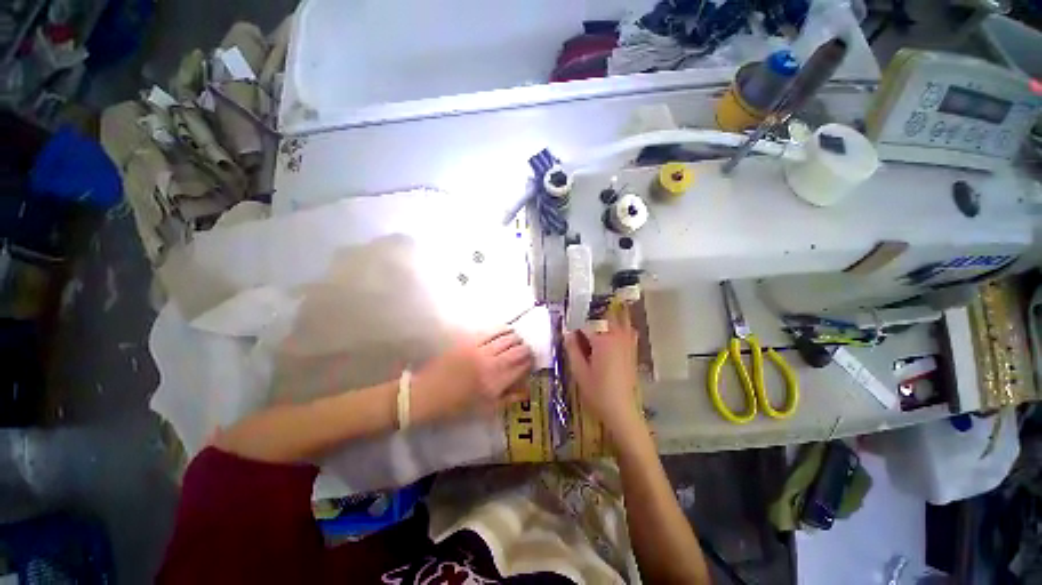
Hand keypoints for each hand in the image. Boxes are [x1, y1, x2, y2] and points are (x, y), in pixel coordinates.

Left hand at [410, 328, 533, 422]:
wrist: (426, 394)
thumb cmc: (456, 406)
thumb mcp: (485, 409)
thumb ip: (508, 398)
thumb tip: (526, 390)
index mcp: (495, 383)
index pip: (521, 367)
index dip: (530, 363)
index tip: (532, 362)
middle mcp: (491, 363)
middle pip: (517, 350)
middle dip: (526, 349)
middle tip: (527, 352)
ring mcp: (479, 349)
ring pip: (507, 337)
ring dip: (516, 338)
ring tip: (518, 341)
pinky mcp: (469, 340)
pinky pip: (492, 330)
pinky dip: (503, 329)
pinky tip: (507, 331)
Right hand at [564, 304, 644, 437]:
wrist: (622, 410)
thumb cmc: (597, 391)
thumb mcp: (579, 371)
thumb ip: (572, 348)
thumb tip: (567, 332)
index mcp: (603, 339)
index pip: (587, 321)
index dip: (575, 320)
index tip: (567, 322)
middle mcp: (618, 336)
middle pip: (606, 314)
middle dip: (593, 312)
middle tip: (581, 316)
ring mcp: (628, 342)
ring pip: (621, 318)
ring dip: (608, 315)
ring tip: (596, 318)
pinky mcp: (633, 349)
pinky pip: (628, 328)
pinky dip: (621, 324)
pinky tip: (611, 331)